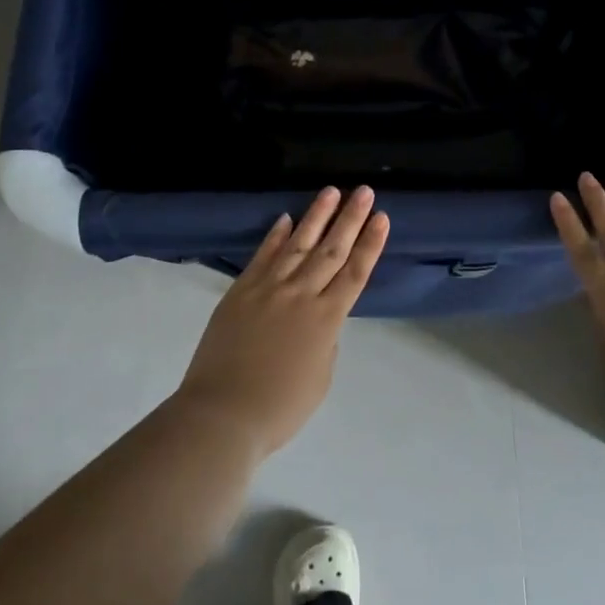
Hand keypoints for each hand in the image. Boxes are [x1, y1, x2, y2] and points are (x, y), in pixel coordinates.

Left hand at [175, 187, 388, 457]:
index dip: (370, 244)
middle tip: (364, 191)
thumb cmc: (280, 407)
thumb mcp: (320, 378)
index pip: (355, 273)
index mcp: (327, 320)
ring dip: (316, 216)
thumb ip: (326, 341)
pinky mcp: (241, 290)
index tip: (382, 217)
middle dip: (350, 219)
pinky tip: (285, 218)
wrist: (223, 413)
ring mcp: (268, 288)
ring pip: (298, 244)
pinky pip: (262, 256)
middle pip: (331, 250)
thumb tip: (318, 317)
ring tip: (331, 192)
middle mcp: (301, 295)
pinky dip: (275, 236)